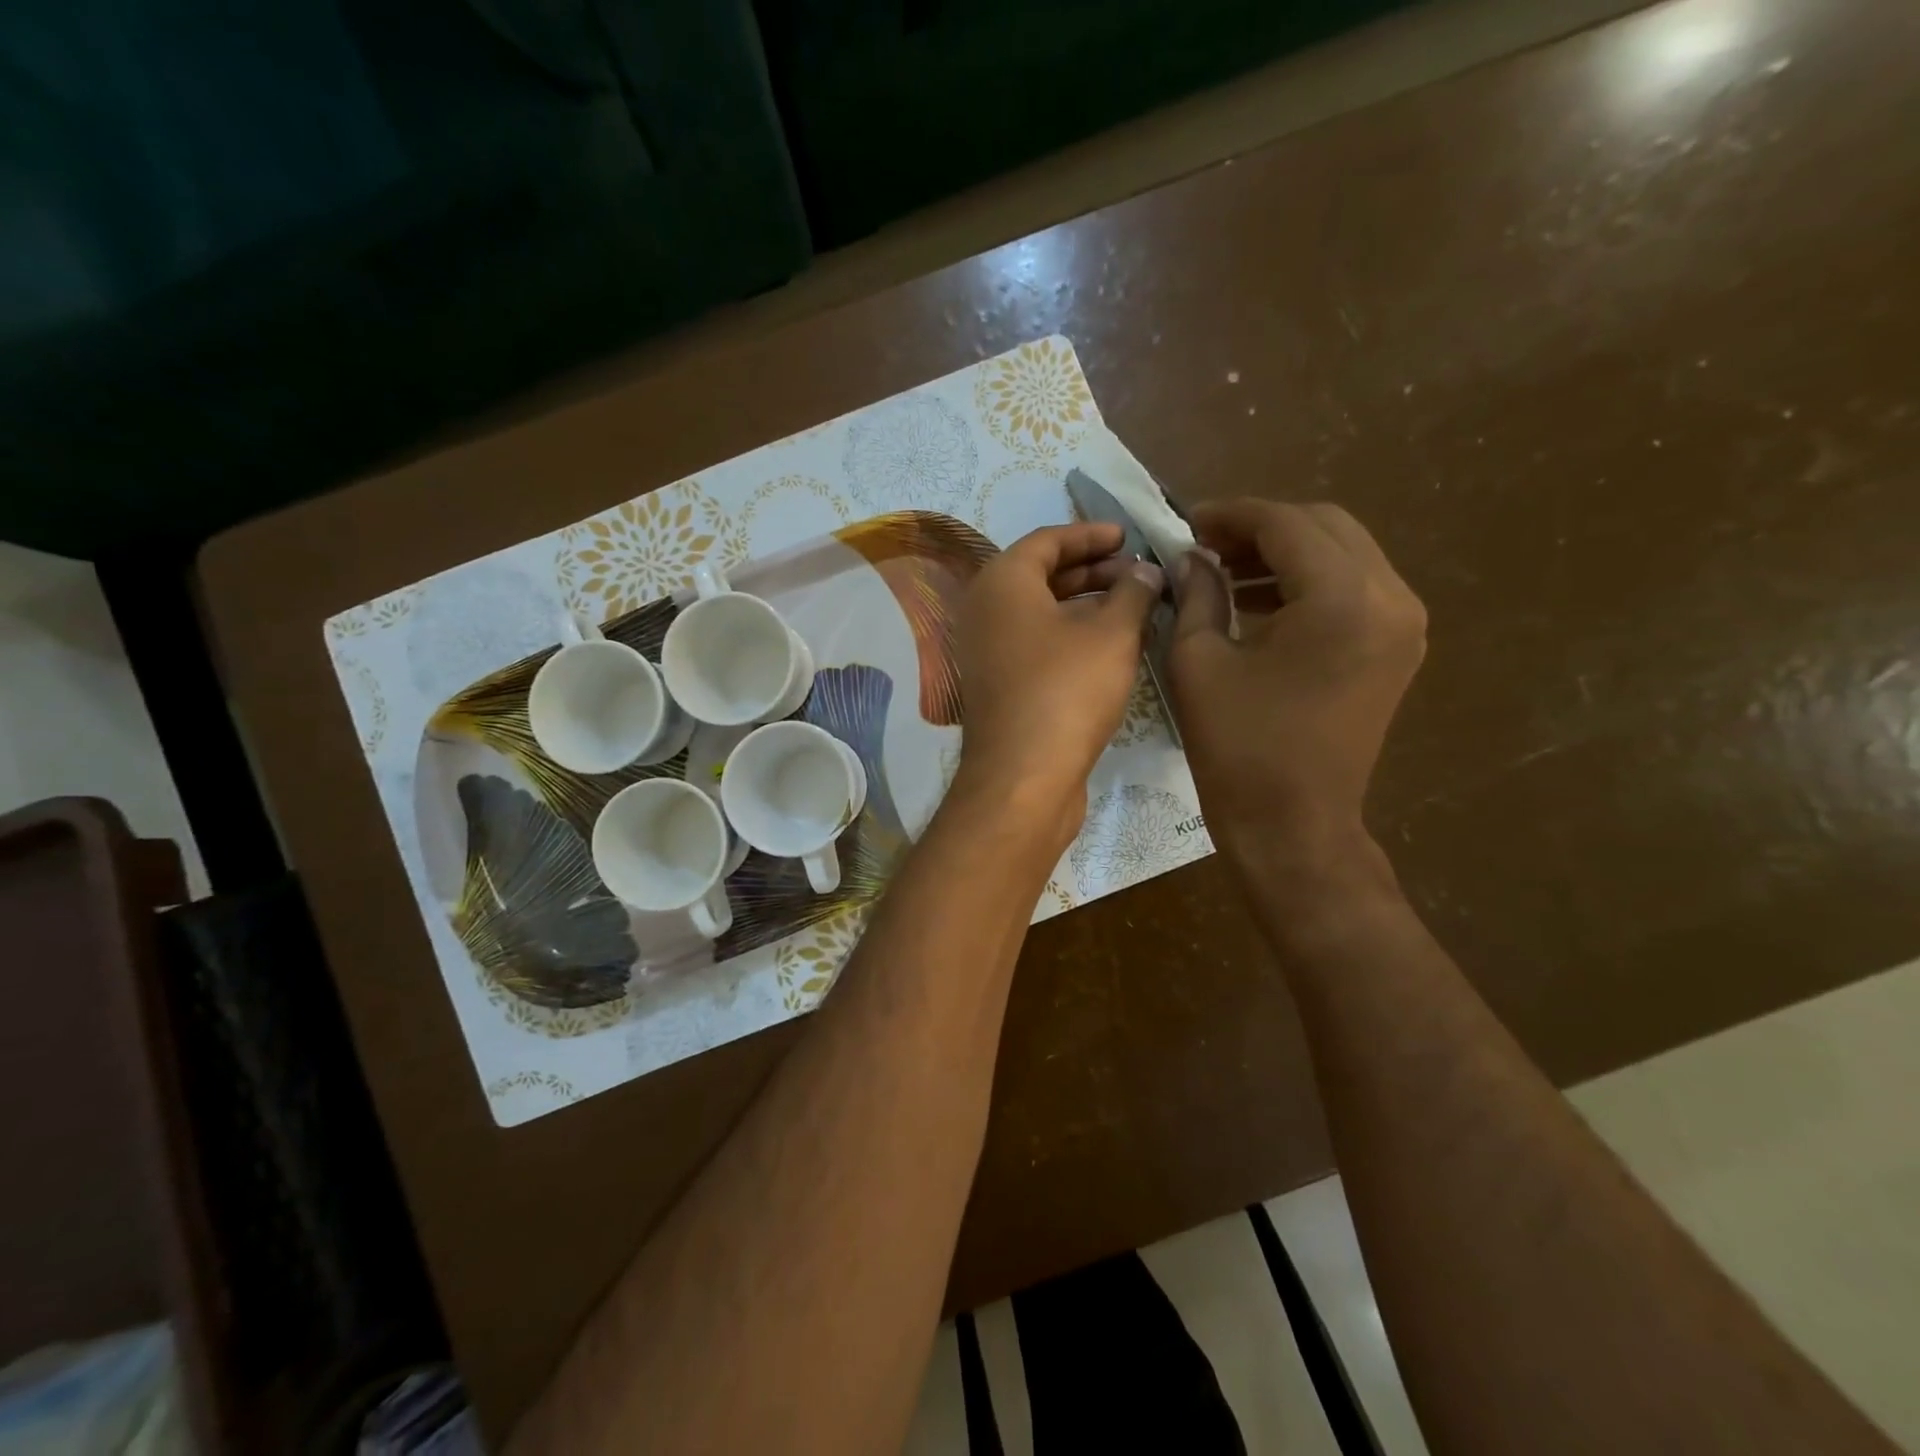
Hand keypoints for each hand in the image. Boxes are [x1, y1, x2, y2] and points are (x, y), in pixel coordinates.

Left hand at [953, 522, 1163, 839]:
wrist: (1023, 777)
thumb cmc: (1067, 691)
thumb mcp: (1112, 634)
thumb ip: (1133, 592)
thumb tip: (1146, 572)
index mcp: (1001, 582)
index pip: (1047, 539)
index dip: (1091, 534)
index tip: (1128, 536)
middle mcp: (984, 610)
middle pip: (1042, 574)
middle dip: (1093, 570)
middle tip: (1139, 574)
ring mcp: (987, 651)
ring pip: (1041, 612)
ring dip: (1086, 604)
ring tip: (1134, 608)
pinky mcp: (998, 685)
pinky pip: (1036, 643)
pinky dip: (1071, 635)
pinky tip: (1110, 647)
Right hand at [1169, 499, 1425, 880]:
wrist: (1293, 825)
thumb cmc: (1238, 748)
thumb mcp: (1198, 662)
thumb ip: (1197, 593)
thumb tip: (1192, 557)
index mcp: (1340, 599)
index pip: (1285, 523)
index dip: (1230, 516)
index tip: (1187, 522)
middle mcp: (1389, 597)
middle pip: (1324, 525)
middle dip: (1260, 528)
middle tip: (1205, 547)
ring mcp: (1403, 622)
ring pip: (1343, 552)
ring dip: (1285, 552)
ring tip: (1226, 573)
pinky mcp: (1398, 646)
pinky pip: (1354, 587)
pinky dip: (1308, 581)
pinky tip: (1260, 602)